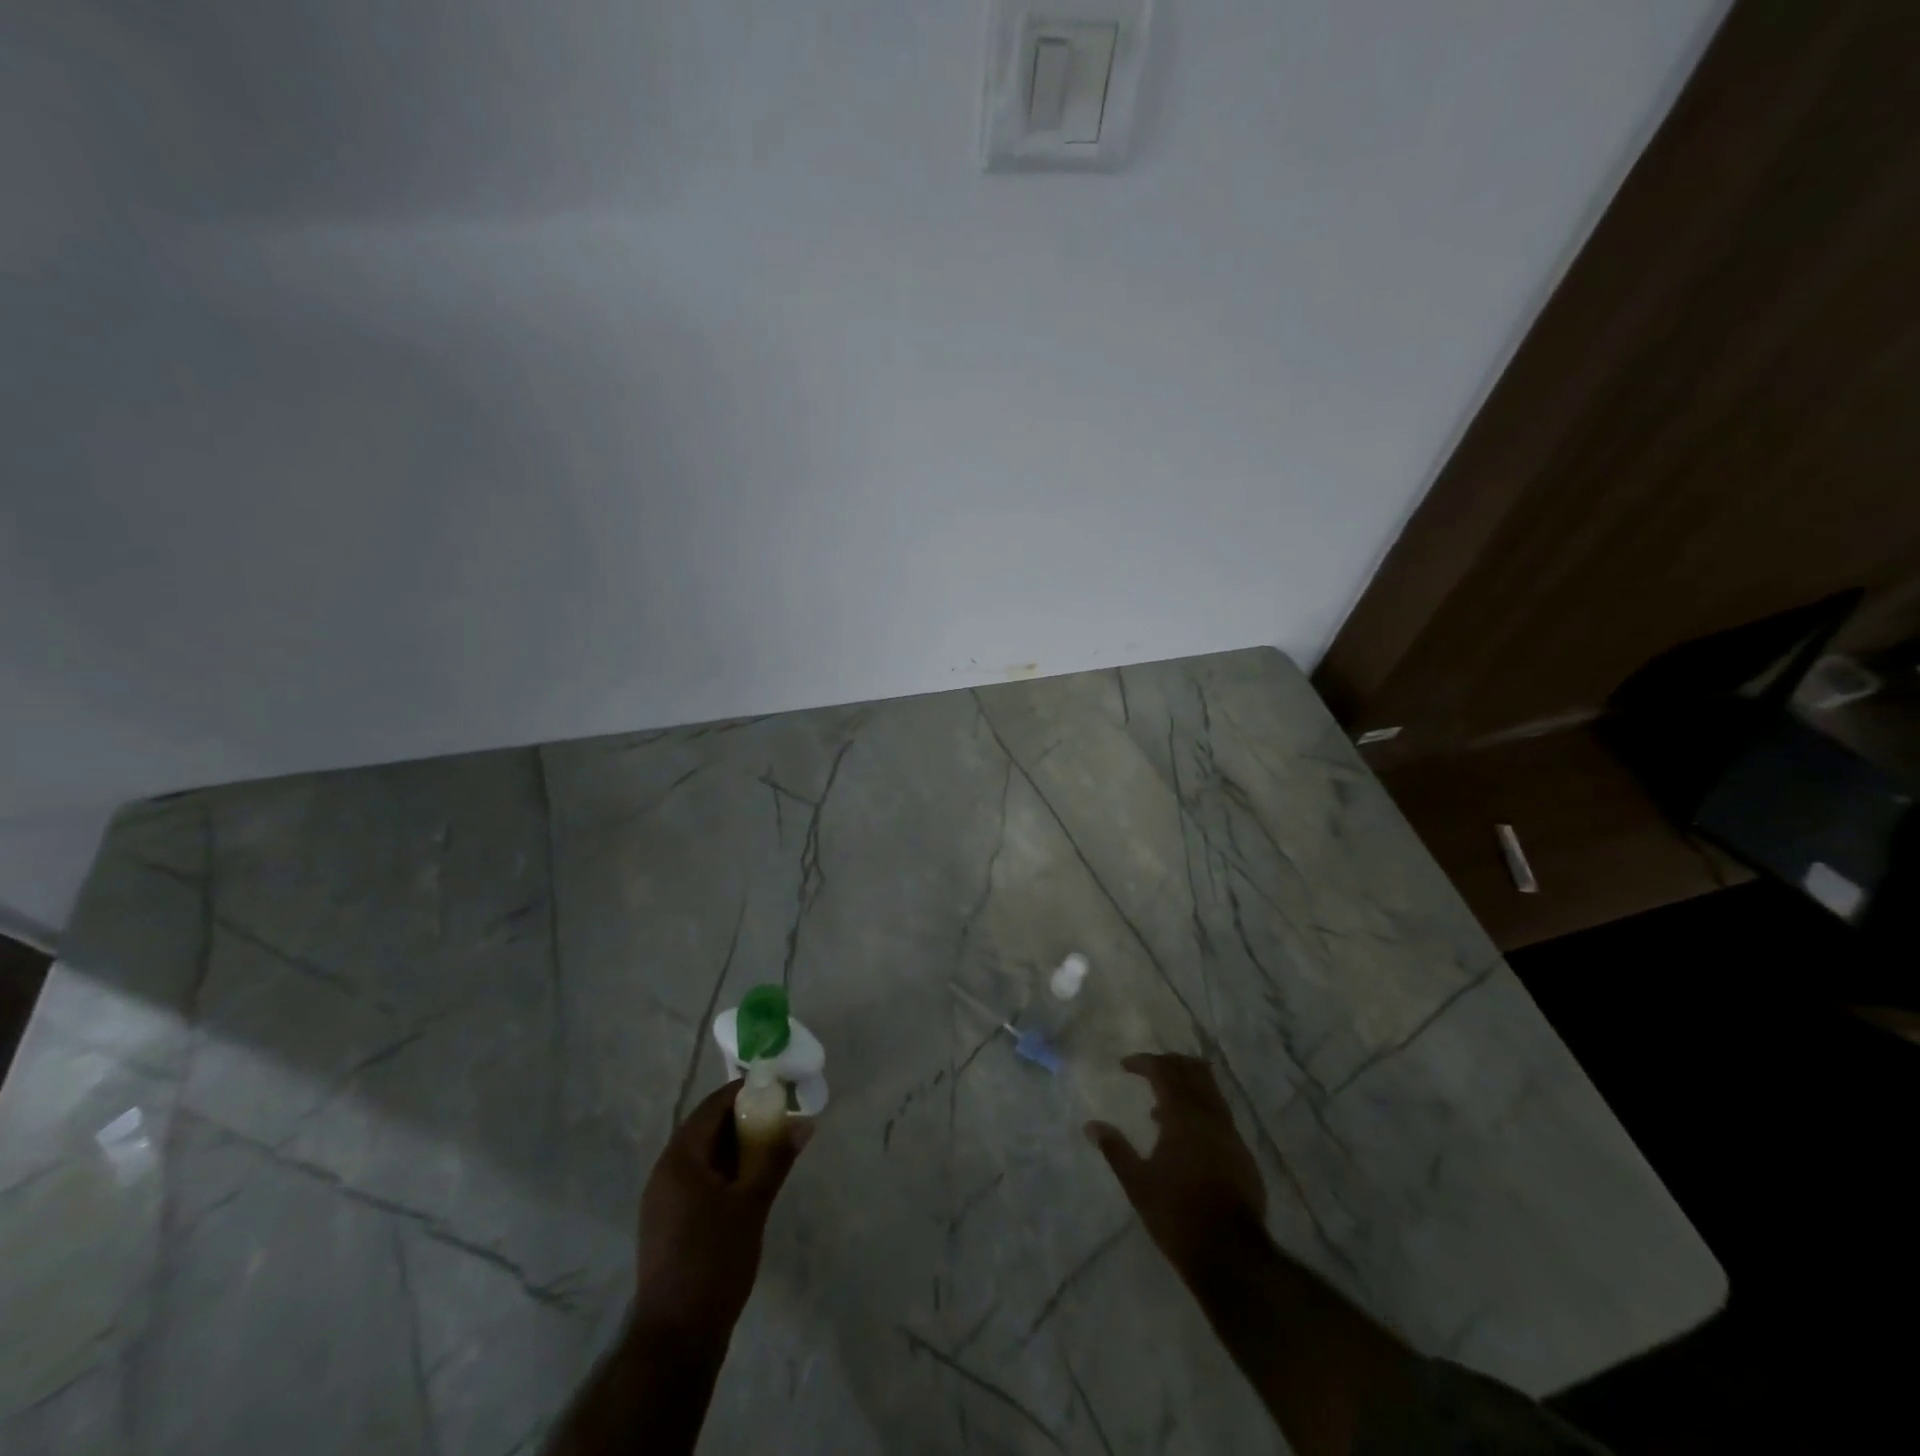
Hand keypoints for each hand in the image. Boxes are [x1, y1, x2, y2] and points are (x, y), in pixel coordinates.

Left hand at [634, 1080, 811, 1341]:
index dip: (746, 1092)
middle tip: (782, 1116)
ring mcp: (663, 1200)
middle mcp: (665, 1172)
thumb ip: (775, 1159)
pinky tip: (751, 1181)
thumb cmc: (713, 1261)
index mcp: (679, 1159)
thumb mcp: (751, 1204)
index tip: (778, 1088)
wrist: (676, 1338)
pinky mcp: (669, 1224)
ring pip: (704, 1156)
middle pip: (706, 1129)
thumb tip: (804, 1124)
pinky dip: (725, 1171)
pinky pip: (699, 1179)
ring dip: (737, 1146)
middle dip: (744, 1119)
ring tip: (773, 1145)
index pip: (712, 1106)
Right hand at [1085, 1053, 1266, 1272]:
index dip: (1144, 1062)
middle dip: (1170, 1064)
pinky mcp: (1243, 1154)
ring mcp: (1231, 1134)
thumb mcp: (1137, 1184)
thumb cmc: (1177, 1215)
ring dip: (1187, 1088)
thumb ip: (1115, 1149)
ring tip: (1162, 1108)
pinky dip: (1201, 1112)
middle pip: (1193, 1071)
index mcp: (1183, 1116)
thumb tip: (1091, 1126)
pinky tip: (1186, 1139)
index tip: (1125, 1065)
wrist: (1232, 1256)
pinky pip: (1220, 1116)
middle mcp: (1210, 1116)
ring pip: (1211, 1091)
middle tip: (1148, 1072)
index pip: (1164, 1071)